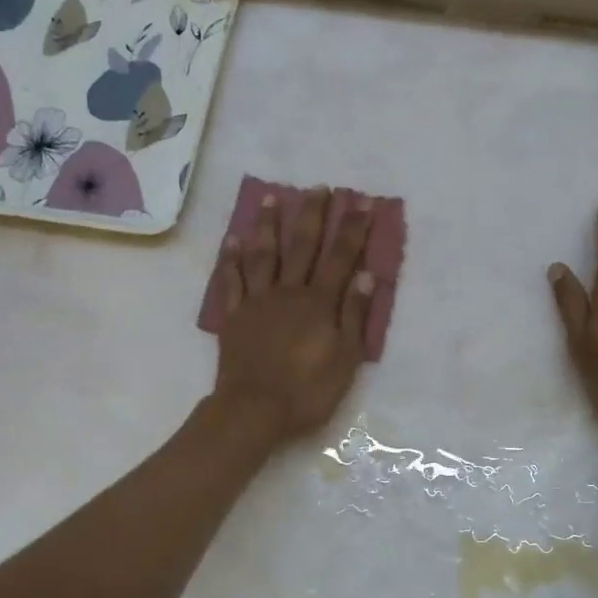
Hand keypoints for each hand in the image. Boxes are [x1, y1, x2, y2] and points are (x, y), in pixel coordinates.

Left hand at [211, 189, 377, 444]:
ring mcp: (257, 301)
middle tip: (319, 187)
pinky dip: (231, 259)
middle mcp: (288, 292)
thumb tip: (366, 276)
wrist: (253, 411)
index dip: (354, 228)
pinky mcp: (233, 316)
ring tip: (273, 197)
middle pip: (302, 246)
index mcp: (319, 302)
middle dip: (313, 214)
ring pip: (264, 254)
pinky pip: (231, 280)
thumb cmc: (307, 390)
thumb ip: (353, 315)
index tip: (364, 202)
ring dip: (270, 224)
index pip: (341, 257)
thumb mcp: (345, 359)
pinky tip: (233, 239)